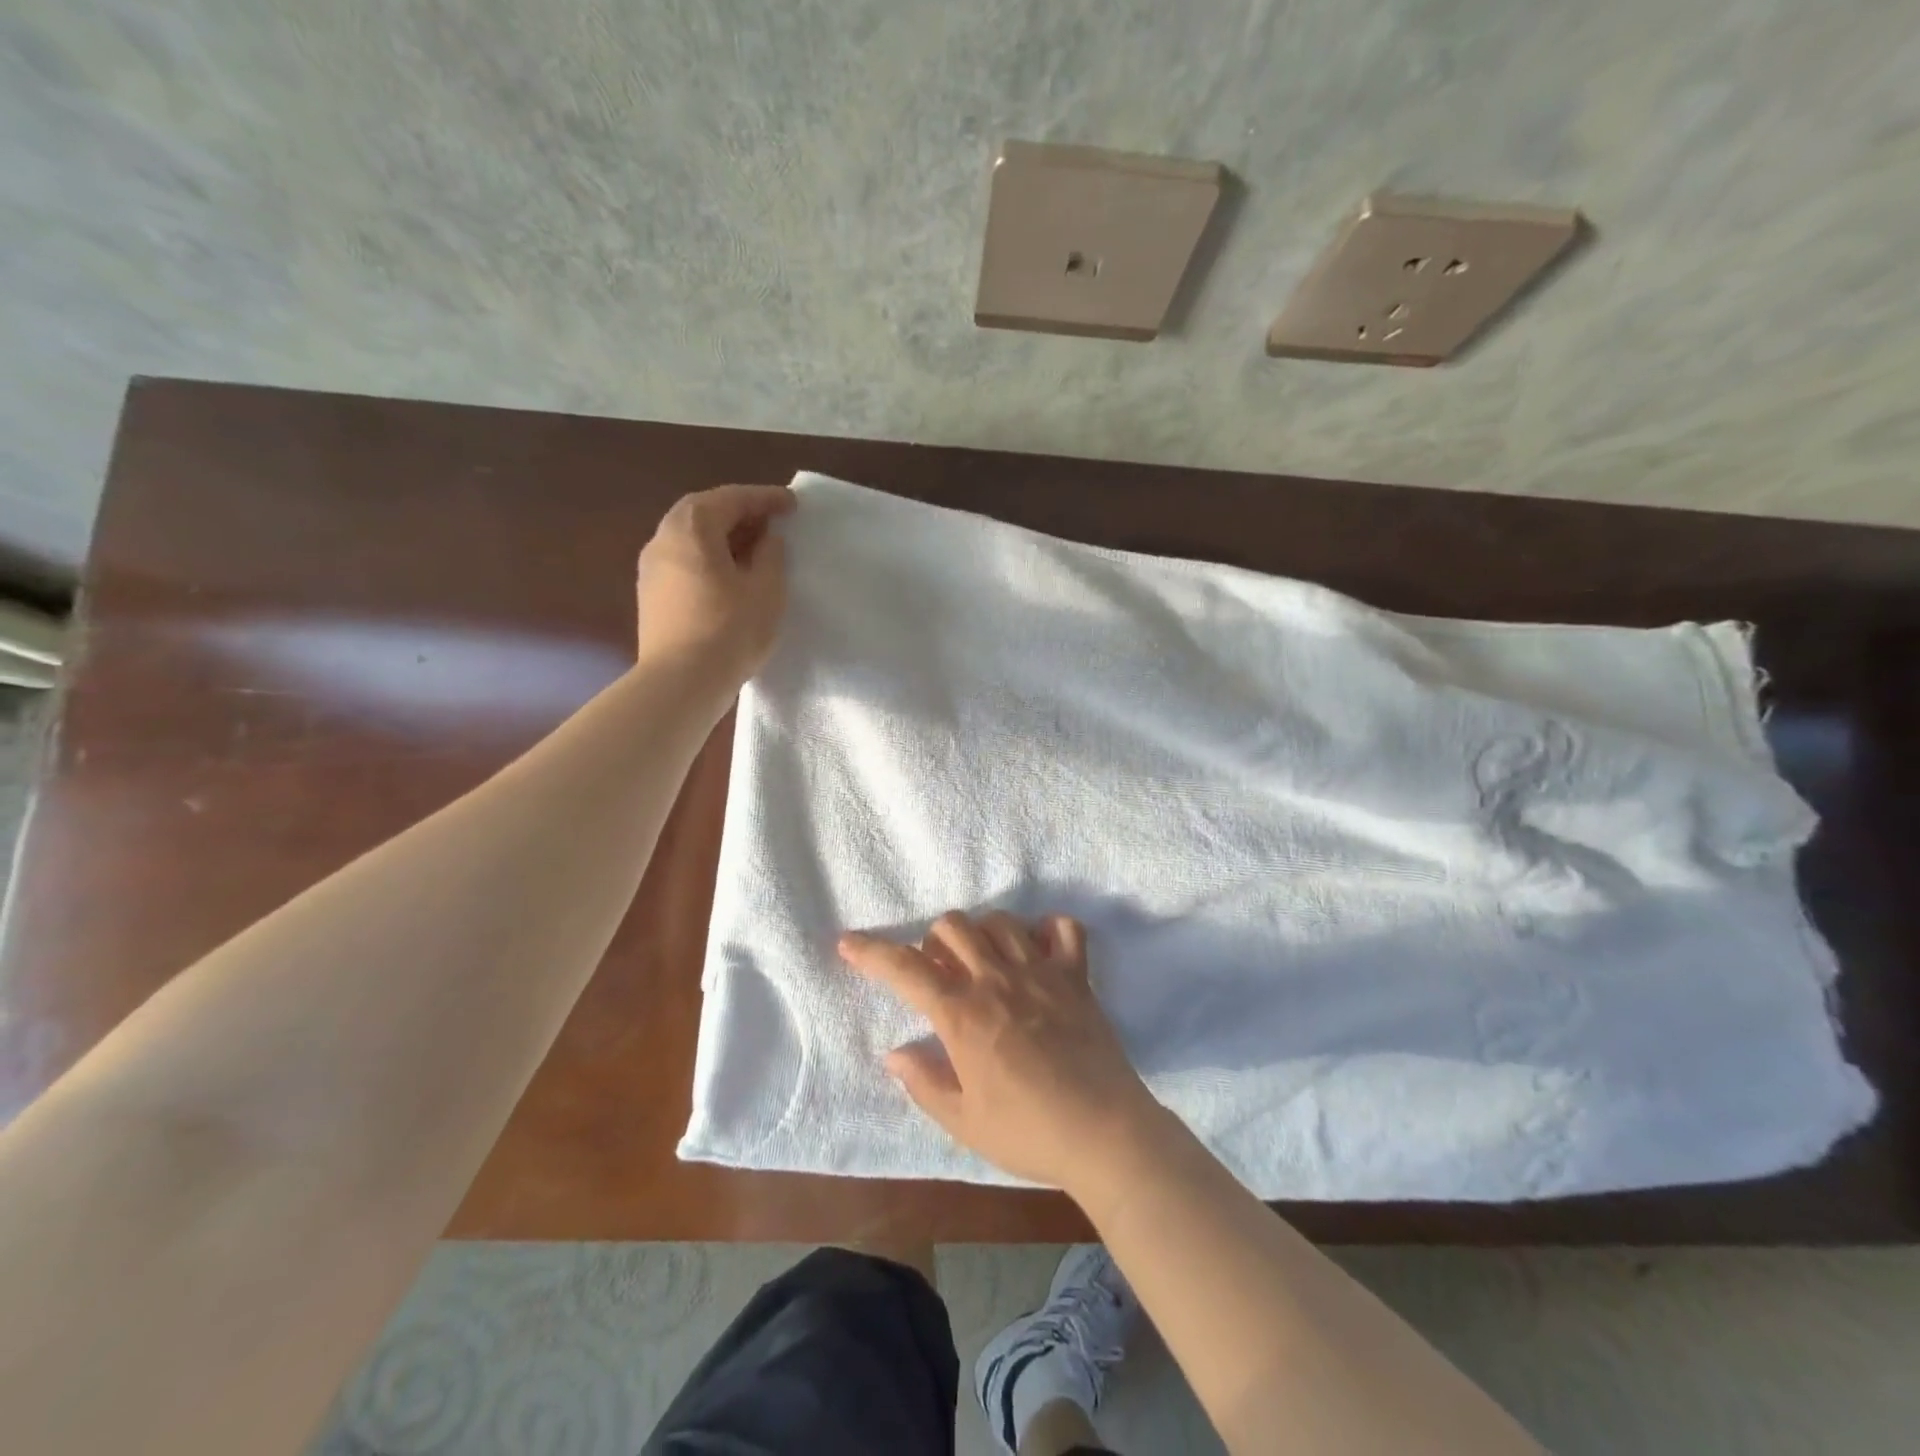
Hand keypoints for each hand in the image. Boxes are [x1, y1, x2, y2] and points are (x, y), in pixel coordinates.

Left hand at [635, 485, 794, 681]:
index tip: (793, 505)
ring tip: (753, 549)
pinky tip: (729, 575)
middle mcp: (664, 537)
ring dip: (723, 536)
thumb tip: (767, 539)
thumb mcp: (766, 589)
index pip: (733, 498)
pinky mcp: (651, 593)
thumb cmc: (730, 630)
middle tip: (771, 522)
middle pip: (705, 512)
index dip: (766, 499)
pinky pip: (684, 560)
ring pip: (691, 537)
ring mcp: (652, 566)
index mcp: (693, 527)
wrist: (681, 682)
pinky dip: (708, 556)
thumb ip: (771, 555)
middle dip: (740, 513)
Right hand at [838, 910, 1161, 1190]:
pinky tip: (1037, 952)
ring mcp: (1041, 970)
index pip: (906, 968)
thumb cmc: (1028, 1132)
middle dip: (933, 941)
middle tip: (939, 974)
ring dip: (980, 933)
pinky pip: (1063, 928)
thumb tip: (895, 1054)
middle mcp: (997, 978)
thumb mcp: (963, 1122)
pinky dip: (1046, 930)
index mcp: (962, 1014)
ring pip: (1000, 919)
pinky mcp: (1076, 975)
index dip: (871, 952)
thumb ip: (925, 1082)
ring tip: (982, 963)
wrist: (1105, 1134)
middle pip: (953, 925)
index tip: (848, 943)